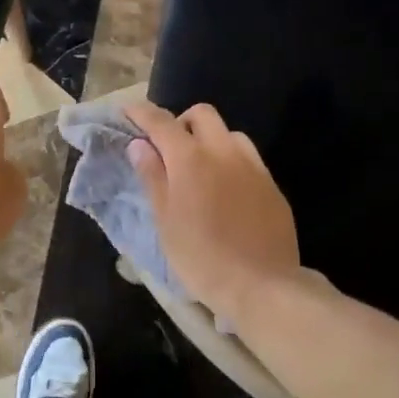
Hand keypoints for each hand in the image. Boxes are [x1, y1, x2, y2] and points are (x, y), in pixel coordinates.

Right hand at [124, 101, 303, 319]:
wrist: (262, 286)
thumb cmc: (201, 258)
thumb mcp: (165, 221)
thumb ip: (152, 177)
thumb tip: (139, 145)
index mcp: (191, 159)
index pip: (161, 122)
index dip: (141, 112)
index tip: (126, 111)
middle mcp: (224, 152)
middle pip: (202, 114)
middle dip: (181, 121)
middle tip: (168, 148)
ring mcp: (253, 166)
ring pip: (229, 133)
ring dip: (210, 140)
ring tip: (200, 169)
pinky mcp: (271, 185)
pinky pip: (248, 158)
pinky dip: (230, 161)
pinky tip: (226, 190)